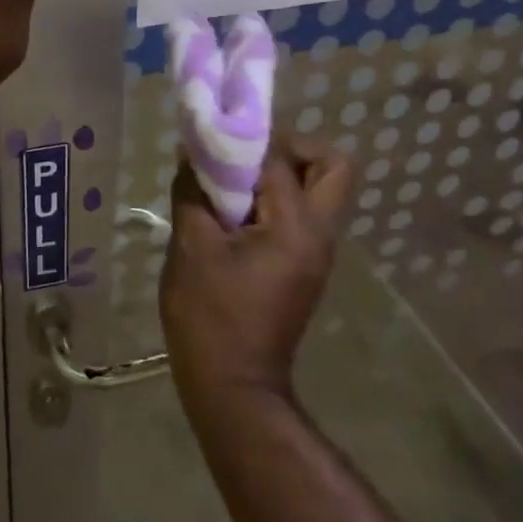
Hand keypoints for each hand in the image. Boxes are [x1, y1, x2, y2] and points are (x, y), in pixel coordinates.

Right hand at [159, 141, 350, 403]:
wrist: (232, 385)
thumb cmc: (209, 315)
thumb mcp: (191, 246)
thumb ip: (193, 192)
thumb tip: (192, 153)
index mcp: (296, 227)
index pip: (279, 159)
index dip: (243, 140)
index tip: (211, 136)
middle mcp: (319, 234)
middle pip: (331, 166)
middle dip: (290, 149)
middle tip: (244, 158)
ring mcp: (317, 253)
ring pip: (319, 190)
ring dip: (281, 175)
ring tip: (232, 186)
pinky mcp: (304, 267)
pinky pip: (301, 215)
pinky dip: (274, 201)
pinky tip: (232, 216)